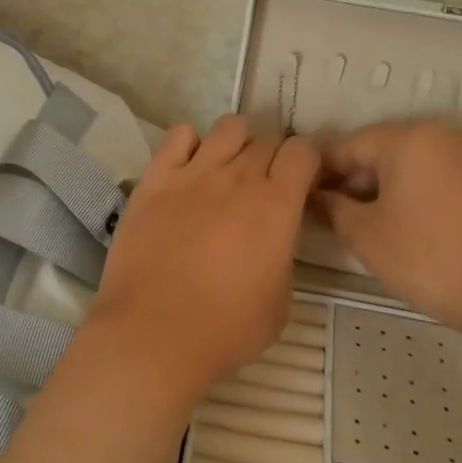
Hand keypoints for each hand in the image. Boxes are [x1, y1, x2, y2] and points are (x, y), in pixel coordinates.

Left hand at [83, 115, 320, 401]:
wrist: (153, 335)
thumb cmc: (225, 329)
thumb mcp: (281, 303)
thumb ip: (283, 257)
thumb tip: (272, 240)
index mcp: (277, 205)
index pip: (303, 151)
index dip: (308, 163)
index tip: (303, 184)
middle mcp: (239, 178)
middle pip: (267, 139)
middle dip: (274, 158)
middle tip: (265, 187)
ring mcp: (194, 173)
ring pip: (228, 127)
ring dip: (238, 143)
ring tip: (229, 170)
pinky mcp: (155, 179)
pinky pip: (178, 136)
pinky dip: (190, 144)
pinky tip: (189, 169)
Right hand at [314, 121, 461, 332]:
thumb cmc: (426, 257)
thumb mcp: (365, 235)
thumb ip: (333, 208)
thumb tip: (317, 197)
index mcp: (407, 138)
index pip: (347, 147)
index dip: (320, 173)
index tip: (303, 199)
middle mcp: (439, 135)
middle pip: (380, 150)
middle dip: (353, 180)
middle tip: (332, 216)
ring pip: (409, 164)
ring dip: (382, 188)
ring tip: (366, 224)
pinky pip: (436, 177)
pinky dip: (414, 193)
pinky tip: (406, 226)